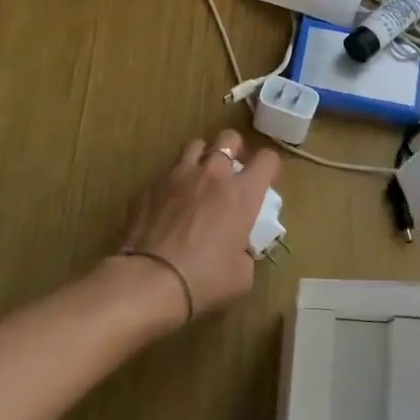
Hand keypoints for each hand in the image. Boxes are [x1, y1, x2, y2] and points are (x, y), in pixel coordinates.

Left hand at [114, 128, 279, 323]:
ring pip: (195, 145)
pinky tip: (170, 203)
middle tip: (231, 171)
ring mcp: (178, 175)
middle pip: (229, 138)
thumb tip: (239, 248)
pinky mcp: (151, 186)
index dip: (270, 166)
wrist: (150, 281)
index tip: (265, 180)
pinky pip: (167, 172)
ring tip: (199, 178)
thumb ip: (246, 252)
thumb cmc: (204, 279)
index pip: (268, 159)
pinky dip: (174, 181)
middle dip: (234, 149)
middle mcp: (213, 174)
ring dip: (202, 157)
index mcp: (242, 193)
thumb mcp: (242, 275)